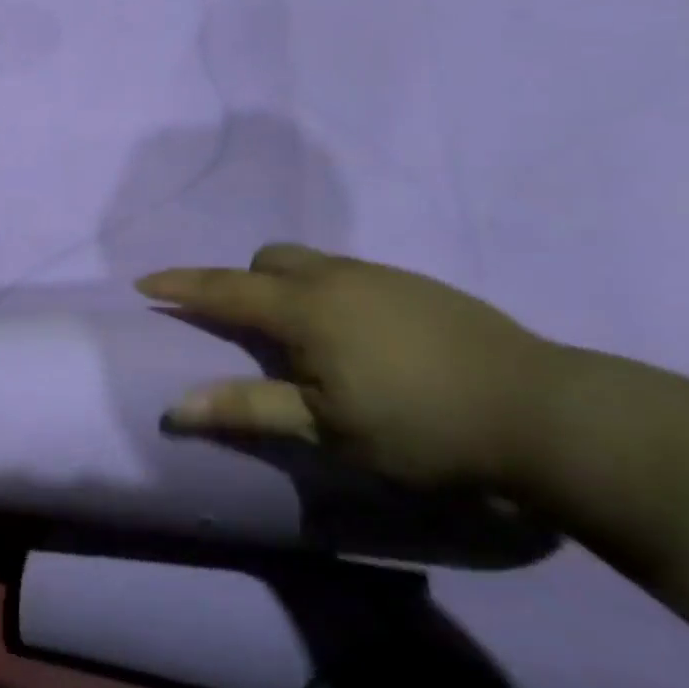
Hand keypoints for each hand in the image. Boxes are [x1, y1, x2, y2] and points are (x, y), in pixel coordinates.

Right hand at [138, 245, 568, 488]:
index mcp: (305, 309)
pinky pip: (350, 275)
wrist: (544, 413)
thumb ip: (249, 408)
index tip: (144, 283)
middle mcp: (338, 278)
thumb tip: (176, 406)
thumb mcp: (326, 428)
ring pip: (313, 264)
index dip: (181, 285)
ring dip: (288, 288)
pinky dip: (329, 295)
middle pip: (269, 259)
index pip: (224, 288)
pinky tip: (361, 341)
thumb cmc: (420, 426)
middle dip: (243, 283)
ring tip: (306, 341)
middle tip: (248, 330)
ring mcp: (383, 276)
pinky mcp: (420, 286)